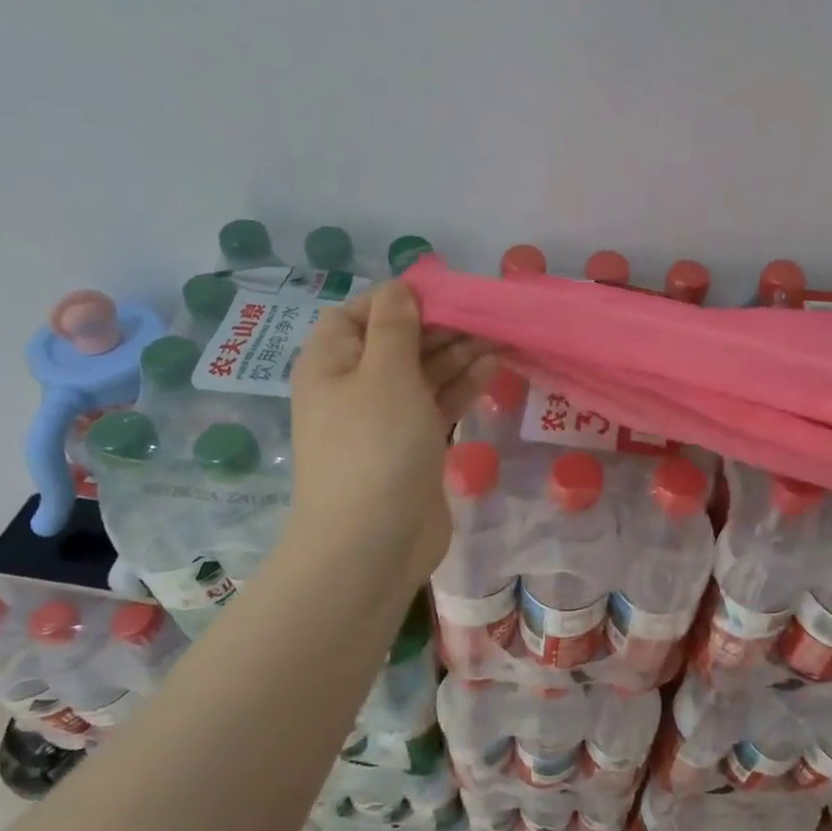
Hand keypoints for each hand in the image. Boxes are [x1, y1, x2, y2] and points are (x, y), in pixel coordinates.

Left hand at [282, 281, 494, 587]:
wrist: (373, 541)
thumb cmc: (375, 447)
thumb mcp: (385, 374)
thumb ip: (396, 327)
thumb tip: (400, 289)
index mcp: (332, 363)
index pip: (359, 313)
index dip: (399, 299)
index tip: (446, 293)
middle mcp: (354, 386)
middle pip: (397, 342)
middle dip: (439, 326)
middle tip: (486, 315)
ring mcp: (385, 419)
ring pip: (423, 373)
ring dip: (458, 354)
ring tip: (499, 338)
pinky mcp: (413, 446)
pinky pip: (437, 404)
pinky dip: (462, 386)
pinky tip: (492, 368)